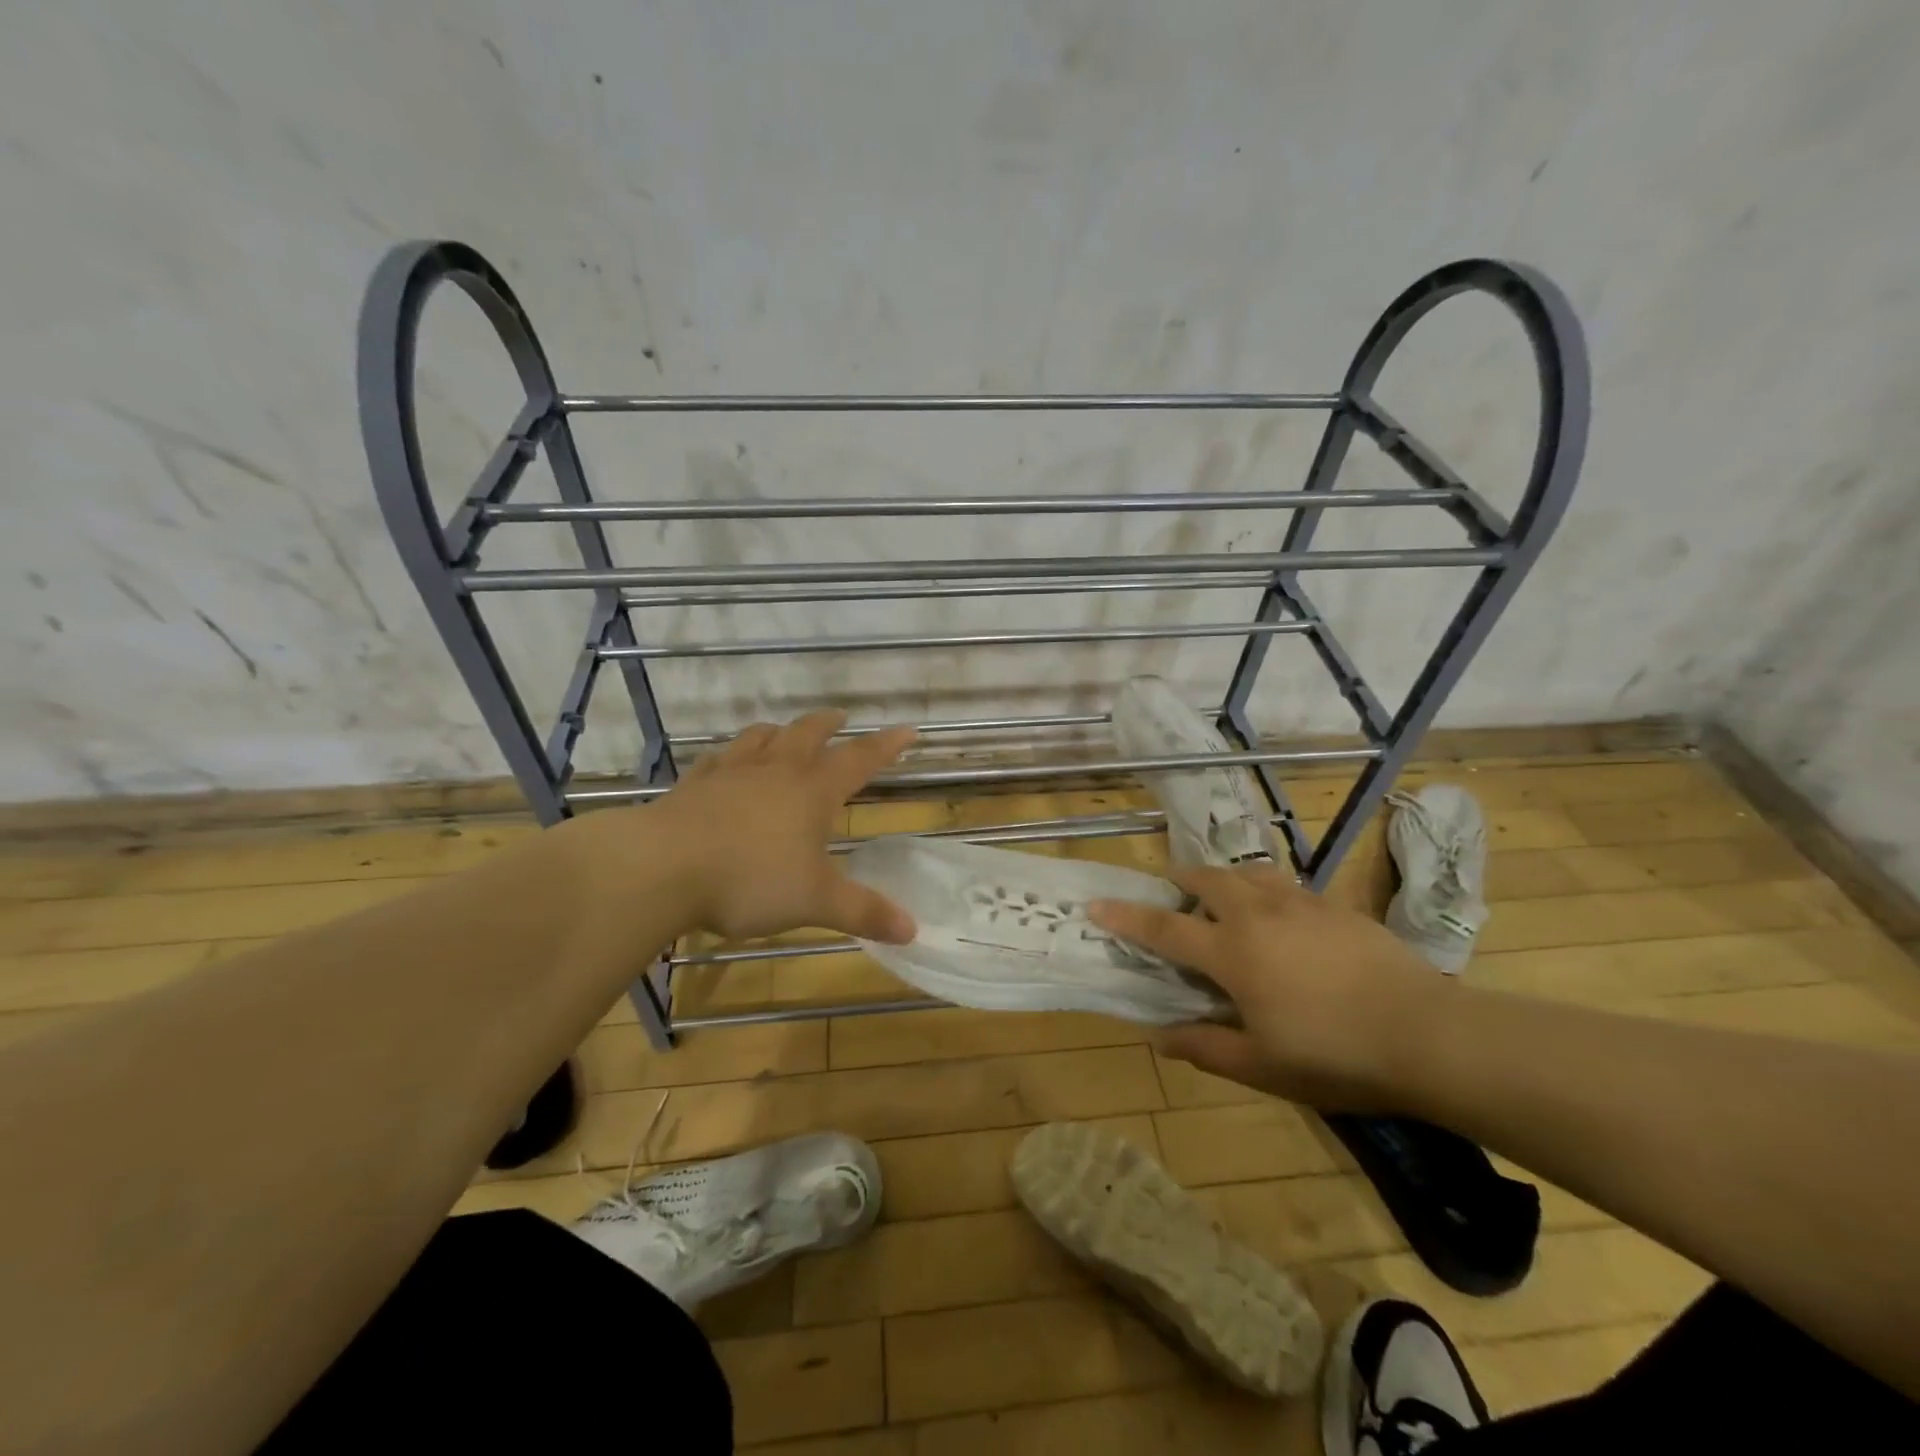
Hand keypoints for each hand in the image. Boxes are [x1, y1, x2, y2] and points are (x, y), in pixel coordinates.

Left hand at [651, 712, 917, 943]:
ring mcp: (731, 773)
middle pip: (808, 733)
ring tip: (785, 733)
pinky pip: (717, 759)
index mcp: (812, 791)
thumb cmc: (749, 880)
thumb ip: (863, 912)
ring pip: (761, 737)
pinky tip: (726, 764)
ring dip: (780, 731)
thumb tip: (912, 931)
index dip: (886, 745)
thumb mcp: (814, 902)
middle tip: (841, 718)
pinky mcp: (693, 785)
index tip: (908, 730)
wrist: (661, 868)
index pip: (860, 759)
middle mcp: (775, 771)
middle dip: (829, 725)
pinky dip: (730, 755)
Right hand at [1090, 864, 1446, 1109]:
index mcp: (1231, 952)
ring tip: (1222, 898)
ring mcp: (1299, 904)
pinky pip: (1285, 884)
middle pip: (1205, 880)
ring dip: (1223, 879)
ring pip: (1247, 872)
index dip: (1125, 917)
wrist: (1427, 1035)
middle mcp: (1257, 915)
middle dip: (1179, 881)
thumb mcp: (1263, 1066)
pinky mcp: (1334, 906)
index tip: (1095, 905)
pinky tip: (1279, 914)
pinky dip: (1265, 889)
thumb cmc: (1334, 1056)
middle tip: (1170, 894)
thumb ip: (1206, 1047)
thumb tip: (1160, 1037)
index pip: (1164, 929)